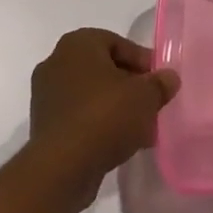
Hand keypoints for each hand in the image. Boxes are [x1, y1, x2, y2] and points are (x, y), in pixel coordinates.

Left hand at [28, 28, 178, 195]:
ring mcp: (46, 96)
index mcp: (78, 44)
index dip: (142, 62)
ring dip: (115, 107)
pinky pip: (79, 117)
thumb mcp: (146, 96)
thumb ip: (160, 84)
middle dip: (129, 86)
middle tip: (150, 103)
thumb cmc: (105, 116)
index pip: (118, 43)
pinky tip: (120, 143)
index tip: (158, 82)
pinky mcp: (43, 126)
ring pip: (91, 95)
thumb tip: (169, 78)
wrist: (61, 168)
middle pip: (104, 69)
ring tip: (140, 128)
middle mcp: (56, 62)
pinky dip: (98, 125)